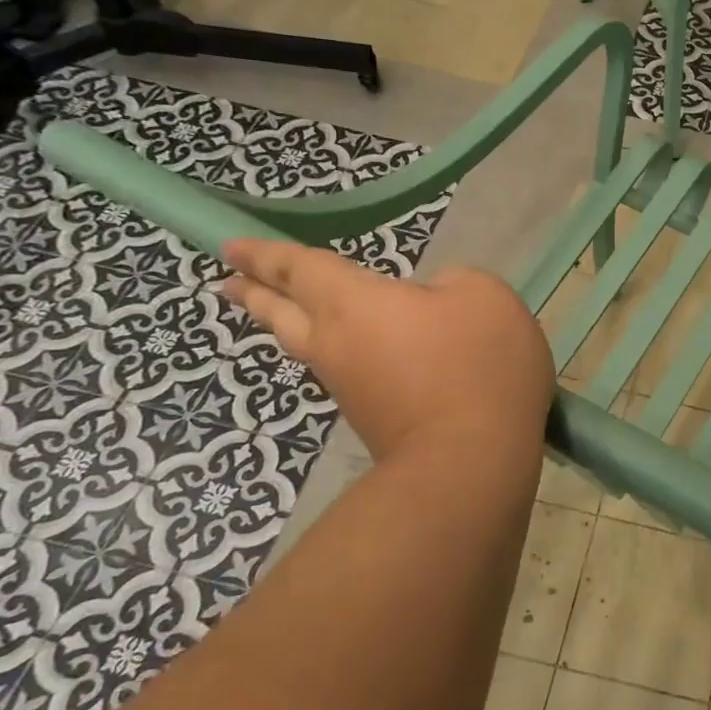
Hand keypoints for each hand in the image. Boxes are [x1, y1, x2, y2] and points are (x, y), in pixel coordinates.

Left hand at [221, 240, 554, 460]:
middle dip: (254, 294)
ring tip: (281, 314)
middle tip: (228, 283)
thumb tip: (434, 302)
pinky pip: (343, 373)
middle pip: (282, 315)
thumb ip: (453, 283)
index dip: (266, 254)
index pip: (299, 269)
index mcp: (353, 304)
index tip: (230, 247)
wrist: (469, 462)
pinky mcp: (372, 420)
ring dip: (288, 326)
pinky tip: (358, 353)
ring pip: (307, 347)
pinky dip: (338, 354)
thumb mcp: (483, 298)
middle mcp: (336, 345)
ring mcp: (351, 388)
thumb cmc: (474, 367)